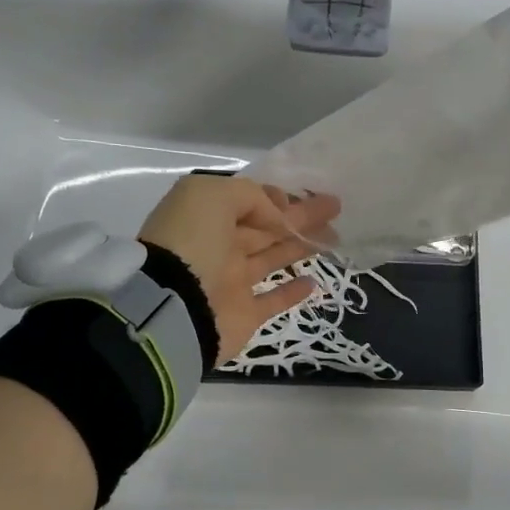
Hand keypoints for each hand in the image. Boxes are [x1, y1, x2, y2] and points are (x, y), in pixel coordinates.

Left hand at [139, 174, 340, 361]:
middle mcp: (218, 246)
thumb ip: (250, 196)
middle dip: (300, 217)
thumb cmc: (192, 242)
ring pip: (272, 258)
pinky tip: (313, 281)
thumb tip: (277, 214)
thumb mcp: (213, 195)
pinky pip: (272, 300)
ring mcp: (231, 282)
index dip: (276, 198)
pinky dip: (292, 291)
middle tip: (335, 207)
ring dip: (300, 246)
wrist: (174, 307)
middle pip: (266, 227)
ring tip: (334, 237)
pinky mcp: (244, 314)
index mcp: (206, 217)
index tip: (304, 196)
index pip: (247, 202)